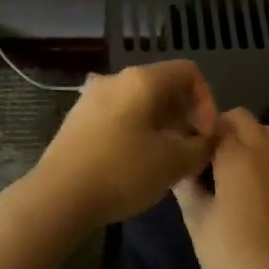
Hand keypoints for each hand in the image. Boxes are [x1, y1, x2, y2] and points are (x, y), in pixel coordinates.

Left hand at [25, 60, 218, 231]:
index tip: (206, 135)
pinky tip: (136, 163)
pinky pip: (119, 115)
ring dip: (161, 125)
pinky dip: (137, 130)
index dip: (207, 100)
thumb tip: (210, 138)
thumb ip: (201, 147)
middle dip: (184, 115)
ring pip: (140, 102)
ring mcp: (93, 97)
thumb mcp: (173, 163)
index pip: (188, 72)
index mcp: (142, 80)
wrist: (58, 196)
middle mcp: (116, 79)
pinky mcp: (78, 118)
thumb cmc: (122, 172)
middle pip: (163, 85)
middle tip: (190, 150)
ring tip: (165, 160)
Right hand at [172, 109, 268, 268]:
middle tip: (205, 152)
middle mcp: (262, 153)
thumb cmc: (229, 254)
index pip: (213, 124)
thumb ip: (186, 188)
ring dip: (252, 137)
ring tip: (233, 160)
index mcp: (234, 155)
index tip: (184, 145)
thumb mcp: (196, 221)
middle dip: (224, 126)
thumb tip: (177, 168)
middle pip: (244, 119)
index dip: (197, 130)